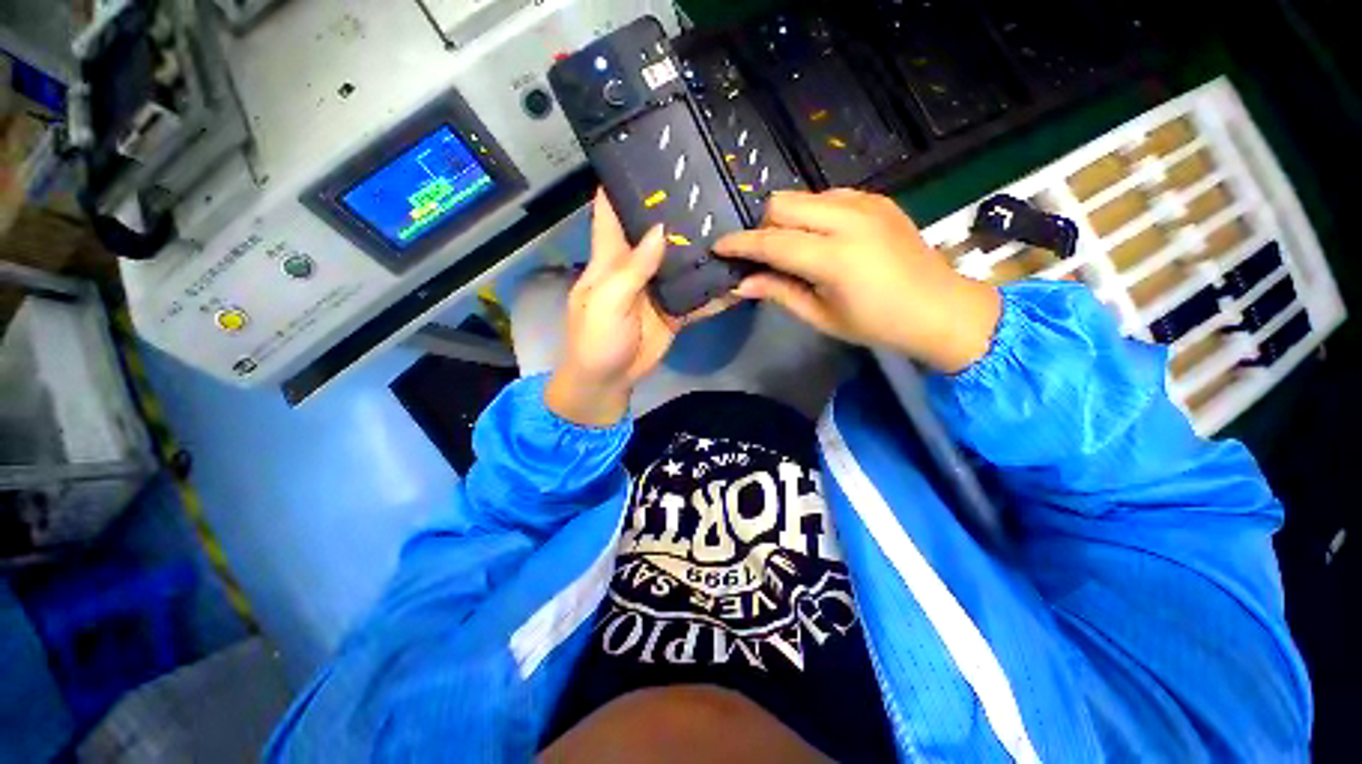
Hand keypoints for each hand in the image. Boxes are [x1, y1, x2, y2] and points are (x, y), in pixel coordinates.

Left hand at [546, 191, 735, 425]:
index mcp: (610, 257)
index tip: (646, 154)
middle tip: (707, 183)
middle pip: (655, 230)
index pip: (611, 210)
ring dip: (701, 246)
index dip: (622, 182)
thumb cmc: (597, 339)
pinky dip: (714, 287)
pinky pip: (697, 294)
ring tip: (731, 219)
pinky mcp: (675, 309)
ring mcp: (658, 288)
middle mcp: (636, 266)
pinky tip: (737, 274)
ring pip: (681, 260)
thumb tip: (659, 228)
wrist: (609, 380)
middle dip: (675, 209)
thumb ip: (632, 268)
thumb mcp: (607, 301)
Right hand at [715, 189, 1000, 373]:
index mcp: (835, 258)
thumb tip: (743, 283)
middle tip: (763, 254)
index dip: (741, 244)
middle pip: (783, 204)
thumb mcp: (821, 317)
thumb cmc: (877, 324)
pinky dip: (813, 213)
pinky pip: (829, 195)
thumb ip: (780, 293)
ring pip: (804, 195)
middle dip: (763, 226)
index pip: (772, 242)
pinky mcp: (878, 199)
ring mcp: (867, 204)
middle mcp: (849, 220)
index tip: (718, 247)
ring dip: (787, 219)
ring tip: (794, 248)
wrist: (940, 308)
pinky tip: (822, 238)